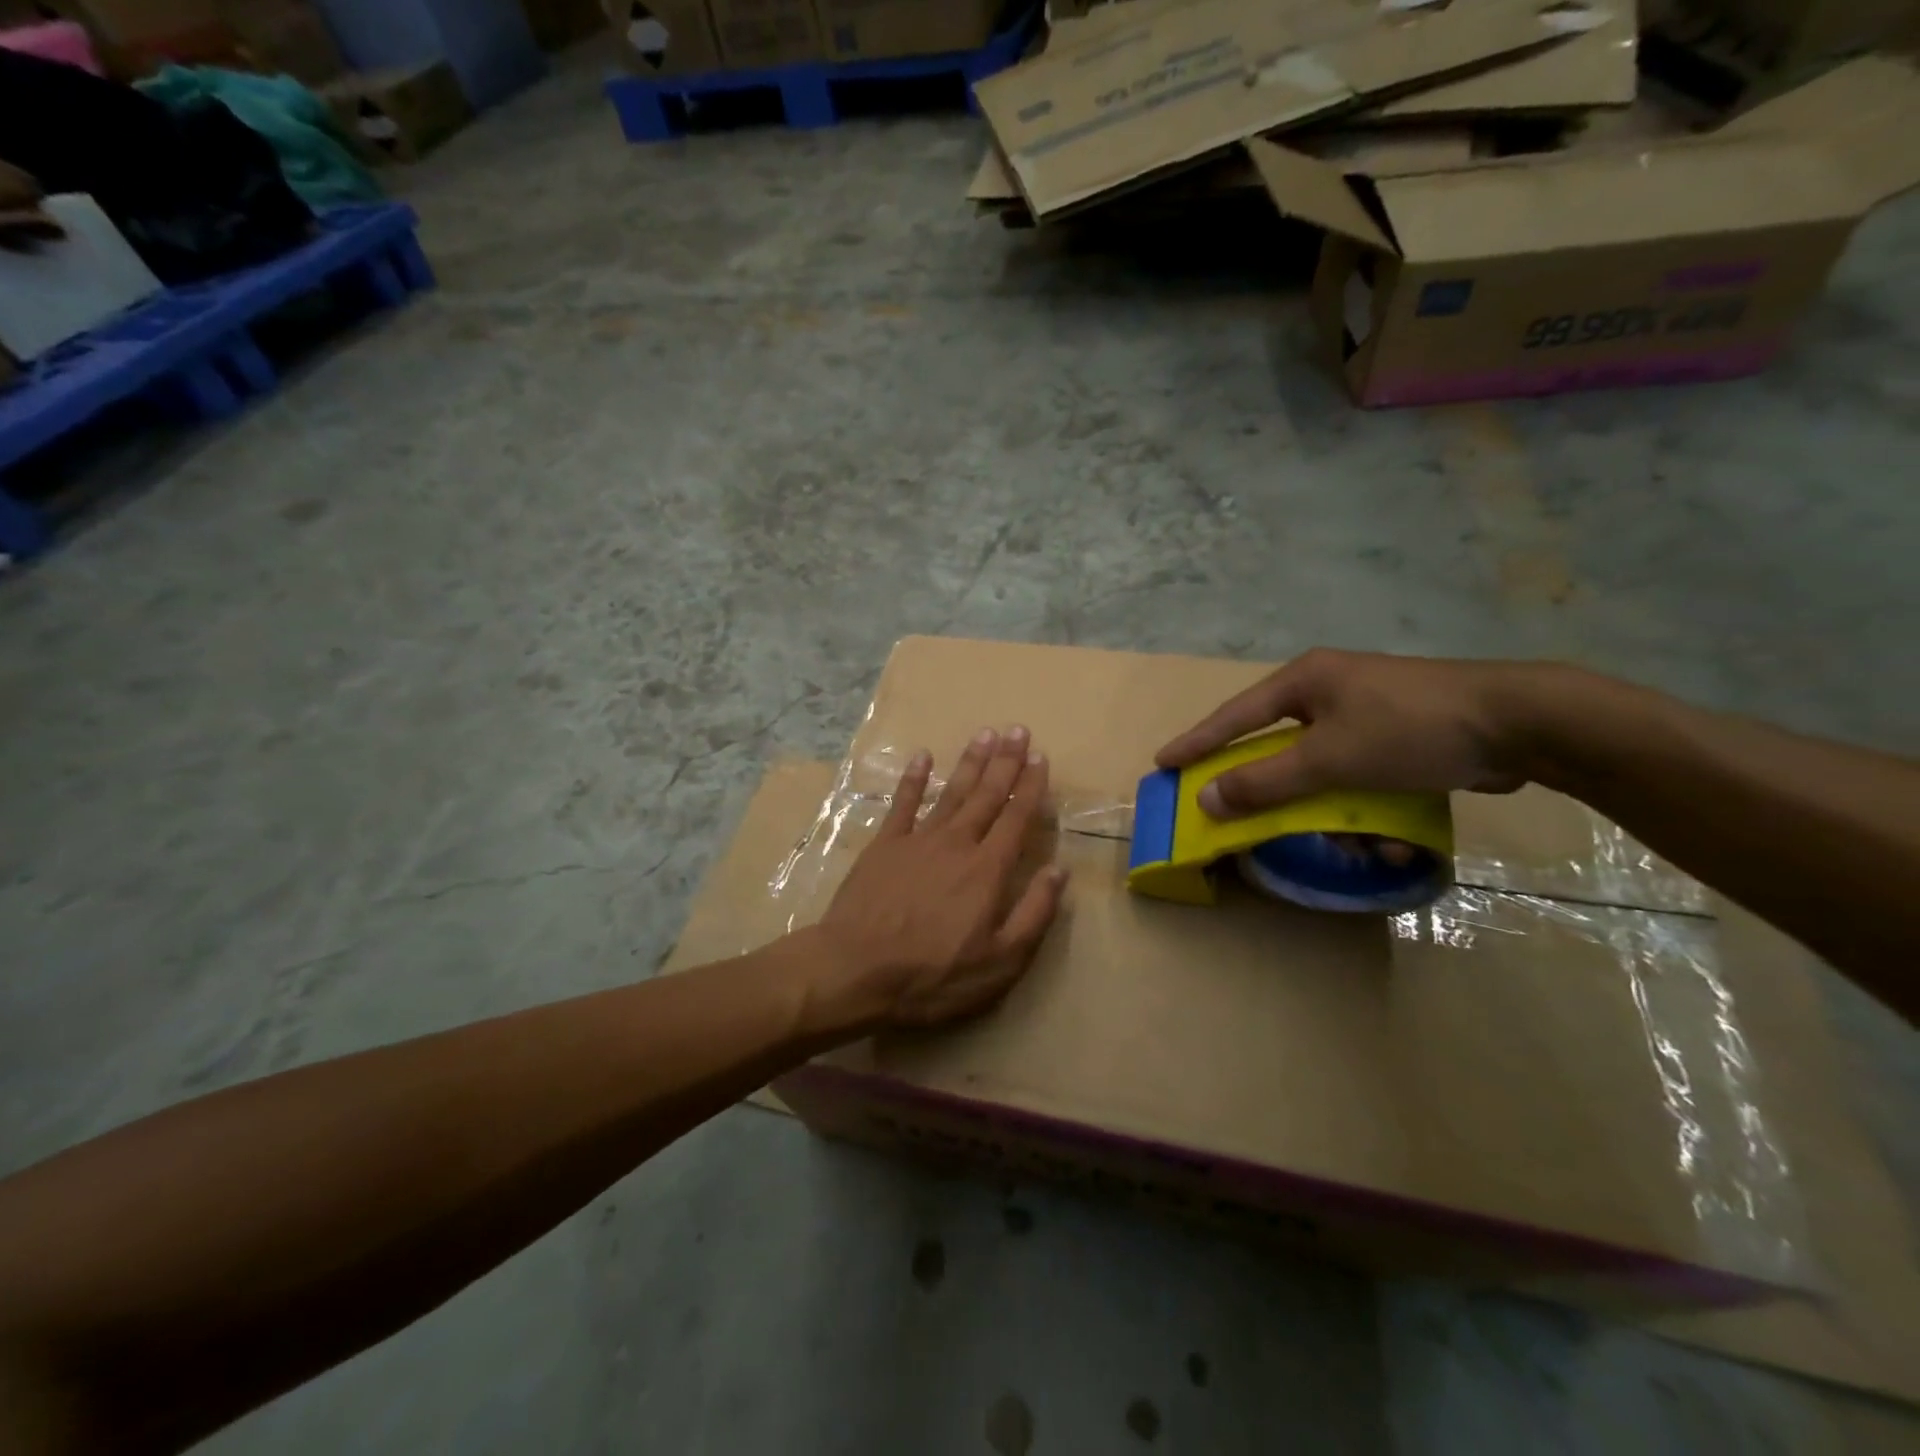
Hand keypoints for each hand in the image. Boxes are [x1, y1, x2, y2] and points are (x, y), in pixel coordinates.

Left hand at [815, 726, 1068, 1029]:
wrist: (855, 969)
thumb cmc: (933, 975)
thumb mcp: (1000, 962)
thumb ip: (1033, 913)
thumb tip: (1059, 871)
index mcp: (988, 870)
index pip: (1017, 818)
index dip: (1031, 787)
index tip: (1041, 758)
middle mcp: (957, 843)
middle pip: (987, 795)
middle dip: (1005, 761)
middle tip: (1018, 729)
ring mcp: (917, 840)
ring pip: (951, 792)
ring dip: (970, 762)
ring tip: (985, 733)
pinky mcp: (884, 845)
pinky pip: (902, 804)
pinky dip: (913, 779)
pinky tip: (922, 757)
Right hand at [1156, 649, 1531, 818]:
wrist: (1522, 723)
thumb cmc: (1410, 729)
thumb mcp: (1330, 758)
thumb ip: (1264, 781)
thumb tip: (1206, 799)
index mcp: (1306, 681)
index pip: (1234, 715)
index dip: (1197, 742)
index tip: (1163, 762)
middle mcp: (1330, 691)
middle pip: (1280, 747)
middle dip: (1278, 791)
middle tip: (1249, 815)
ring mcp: (1367, 713)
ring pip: (1325, 770)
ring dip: (1335, 812)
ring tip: (1358, 843)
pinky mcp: (1400, 737)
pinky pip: (1363, 777)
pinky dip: (1370, 808)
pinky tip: (1393, 837)